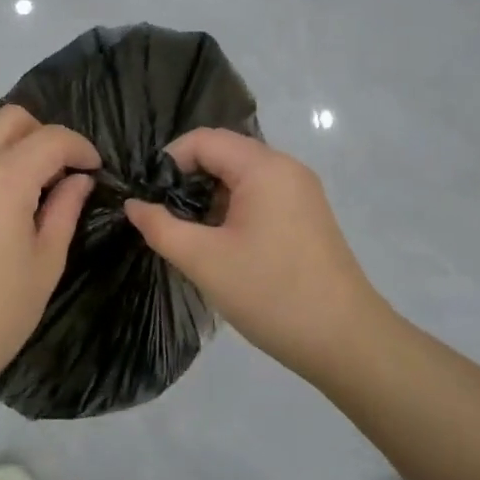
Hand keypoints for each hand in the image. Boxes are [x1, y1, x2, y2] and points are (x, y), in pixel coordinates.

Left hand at [0, 106, 98, 386]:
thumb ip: (64, 208)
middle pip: (8, 119)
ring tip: (16, 198)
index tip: (93, 168)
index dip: (79, 147)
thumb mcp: (46, 261)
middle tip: (56, 171)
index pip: (50, 138)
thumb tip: (77, 179)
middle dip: (40, 135)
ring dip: (4, 156)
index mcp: (1, 179)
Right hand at [123, 129, 389, 378]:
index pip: (204, 140)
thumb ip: (161, 227)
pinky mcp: (307, 215)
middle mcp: (286, 168)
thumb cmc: (270, 293)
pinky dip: (234, 209)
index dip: (169, 161)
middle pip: (224, 153)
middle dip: (188, 179)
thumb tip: (134, 205)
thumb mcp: (204, 261)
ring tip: (189, 234)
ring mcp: (301, 192)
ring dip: (210, 196)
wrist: (345, 340)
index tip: (149, 197)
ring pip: (242, 176)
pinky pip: (261, 195)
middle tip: (164, 216)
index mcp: (264, 168)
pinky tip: (222, 244)